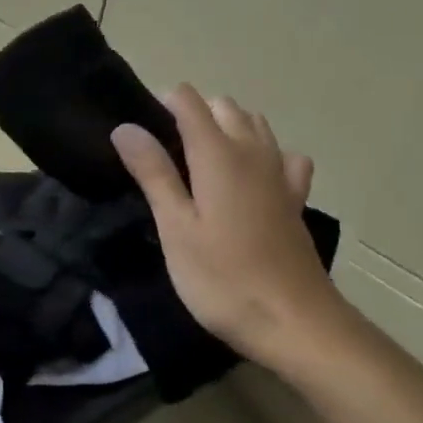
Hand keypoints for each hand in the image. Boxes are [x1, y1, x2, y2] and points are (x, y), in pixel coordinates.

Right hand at [112, 86, 344, 375]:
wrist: (295, 322)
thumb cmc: (223, 278)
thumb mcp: (175, 228)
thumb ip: (153, 173)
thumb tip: (126, 126)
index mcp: (217, 154)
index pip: (188, 100)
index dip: (161, 105)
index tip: (140, 136)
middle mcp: (253, 151)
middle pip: (223, 107)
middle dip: (192, 114)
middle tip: (164, 157)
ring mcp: (280, 174)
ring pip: (255, 125)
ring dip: (227, 128)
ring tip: (201, 164)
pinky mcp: (296, 199)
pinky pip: (283, 157)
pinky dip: (265, 155)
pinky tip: (252, 180)